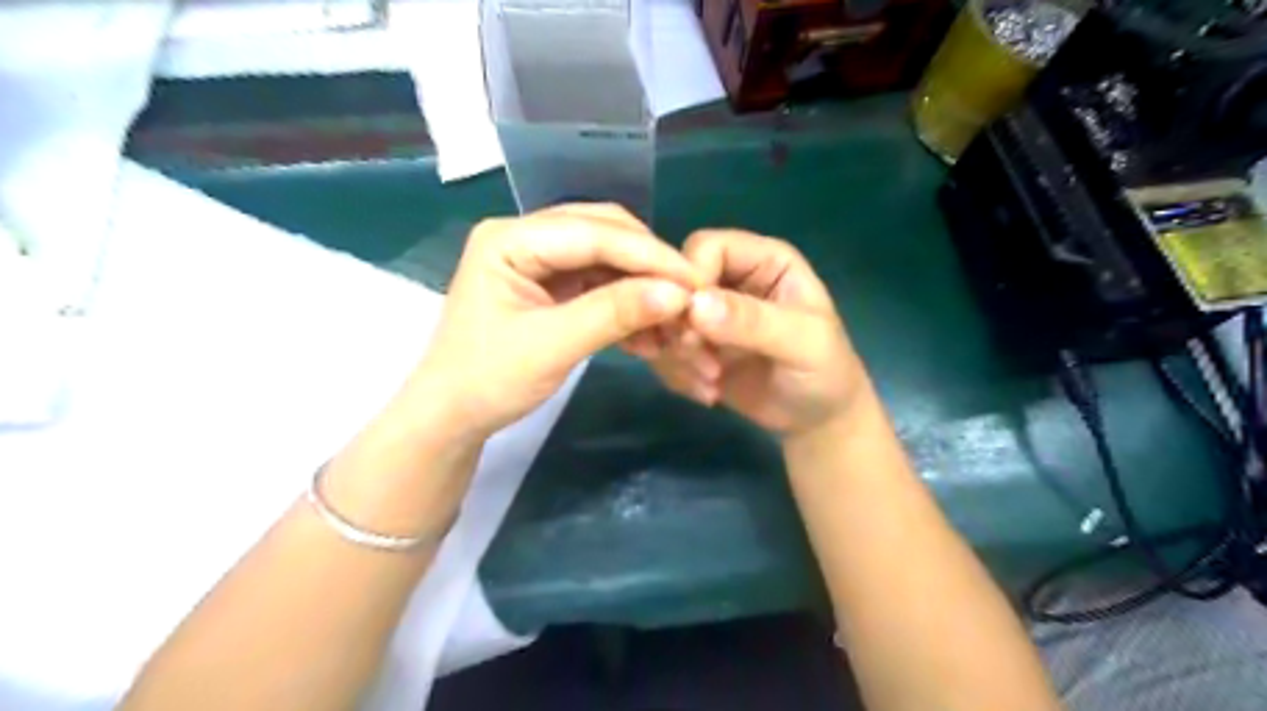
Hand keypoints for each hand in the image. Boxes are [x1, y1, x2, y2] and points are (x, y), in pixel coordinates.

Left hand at [405, 202, 698, 440]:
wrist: (453, 416)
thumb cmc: (488, 380)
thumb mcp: (552, 346)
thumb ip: (614, 314)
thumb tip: (678, 295)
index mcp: (510, 238)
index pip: (593, 233)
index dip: (649, 255)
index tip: (695, 280)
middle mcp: (526, 237)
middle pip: (604, 234)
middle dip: (649, 266)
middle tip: (690, 296)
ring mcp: (539, 260)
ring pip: (607, 259)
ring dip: (642, 288)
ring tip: (674, 321)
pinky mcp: (551, 286)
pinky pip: (600, 284)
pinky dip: (627, 305)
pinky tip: (650, 333)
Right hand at [639, 232, 865, 436]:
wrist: (817, 422)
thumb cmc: (825, 373)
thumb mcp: (800, 343)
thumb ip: (752, 321)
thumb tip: (696, 304)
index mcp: (762, 260)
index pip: (705, 247)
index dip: (691, 280)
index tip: (694, 324)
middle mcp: (730, 279)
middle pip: (673, 282)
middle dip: (680, 328)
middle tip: (707, 367)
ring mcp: (708, 315)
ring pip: (662, 319)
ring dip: (678, 357)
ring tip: (712, 385)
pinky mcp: (695, 346)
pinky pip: (663, 350)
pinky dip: (677, 375)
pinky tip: (709, 393)